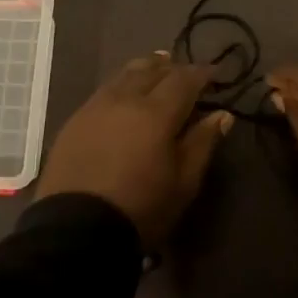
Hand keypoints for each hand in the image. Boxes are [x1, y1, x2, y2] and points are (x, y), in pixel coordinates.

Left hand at [36, 52, 233, 249]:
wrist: (77, 230)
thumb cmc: (141, 209)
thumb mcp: (184, 182)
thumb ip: (203, 143)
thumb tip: (222, 114)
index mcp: (156, 112)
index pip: (184, 80)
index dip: (201, 74)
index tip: (215, 73)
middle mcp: (125, 99)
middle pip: (151, 70)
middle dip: (172, 67)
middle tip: (185, 72)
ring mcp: (95, 107)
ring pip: (124, 75)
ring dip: (144, 69)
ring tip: (156, 68)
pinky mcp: (74, 121)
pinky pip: (104, 90)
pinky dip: (121, 84)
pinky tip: (124, 93)